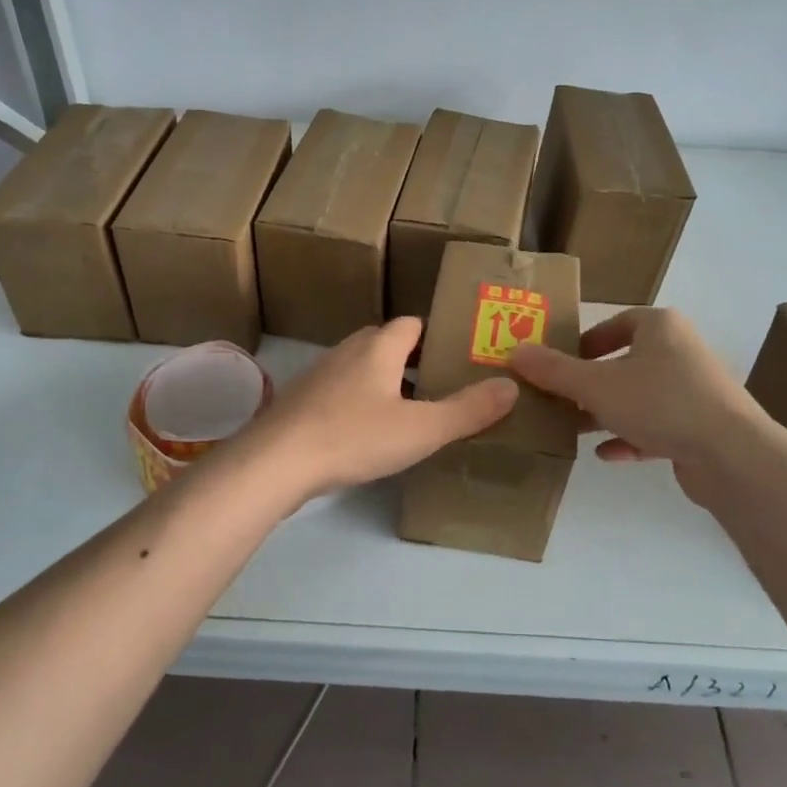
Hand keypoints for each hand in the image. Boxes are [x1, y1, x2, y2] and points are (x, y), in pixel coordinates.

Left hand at [237, 317, 517, 504]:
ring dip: (383, 383)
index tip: (455, 355)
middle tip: (438, 387)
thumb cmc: (353, 437)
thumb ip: (468, 410)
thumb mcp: (421, 429)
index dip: (434, 335)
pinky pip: (338, 393)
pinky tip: (364, 435)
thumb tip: (511, 386)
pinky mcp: (300, 402)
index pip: (411, 324)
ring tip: (407, 413)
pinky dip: (356, 404)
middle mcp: (347, 352)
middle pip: (384, 343)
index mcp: (378, 348)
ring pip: (360, 369)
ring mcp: (319, 376)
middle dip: (411, 360)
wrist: (275, 462)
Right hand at [507, 307, 762, 474]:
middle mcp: (680, 352)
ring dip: (606, 412)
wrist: (732, 455)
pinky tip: (606, 454)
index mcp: (660, 327)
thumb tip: (515, 352)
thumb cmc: (661, 402)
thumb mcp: (597, 385)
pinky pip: (657, 426)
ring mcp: (694, 390)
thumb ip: (554, 371)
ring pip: (639, 397)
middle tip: (559, 399)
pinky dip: (631, 437)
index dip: (585, 342)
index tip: (560, 363)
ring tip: (573, 428)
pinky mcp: (701, 427)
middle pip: (625, 362)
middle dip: (590, 383)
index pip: (617, 323)